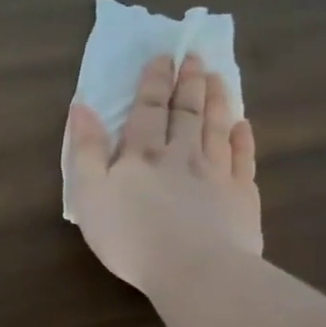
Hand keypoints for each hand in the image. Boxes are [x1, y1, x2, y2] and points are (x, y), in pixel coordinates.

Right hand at [65, 54, 260, 294]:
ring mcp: (216, 175)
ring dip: (217, 101)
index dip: (154, 81)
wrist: (193, 270)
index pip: (148, 109)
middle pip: (187, 112)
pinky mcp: (241, 198)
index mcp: (141, 154)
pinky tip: (243, 126)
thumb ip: (85, 149)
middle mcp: (181, 155)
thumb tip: (81, 106)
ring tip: (218, 78)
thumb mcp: (89, 192)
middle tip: (195, 56)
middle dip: (188, 83)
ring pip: (217, 129)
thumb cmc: (129, 234)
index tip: (162, 56)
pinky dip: (243, 140)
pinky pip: (243, 160)